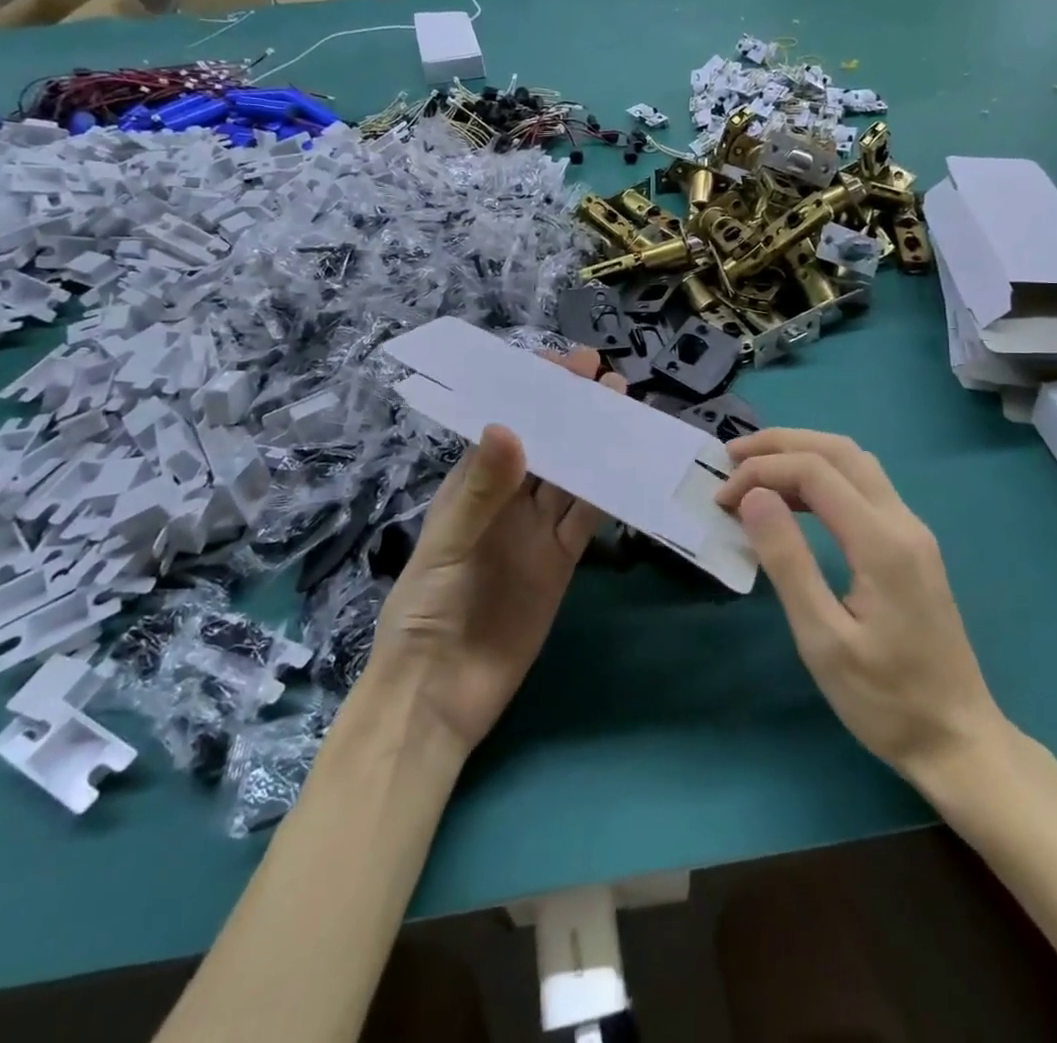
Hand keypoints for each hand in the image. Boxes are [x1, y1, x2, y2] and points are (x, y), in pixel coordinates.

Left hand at [368, 348, 621, 754]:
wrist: (440, 693)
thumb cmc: (427, 611)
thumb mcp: (448, 546)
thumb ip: (481, 492)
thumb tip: (509, 426)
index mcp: (470, 489)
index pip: (505, 429)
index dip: (531, 396)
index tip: (562, 364)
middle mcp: (506, 503)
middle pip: (546, 448)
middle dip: (572, 412)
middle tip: (606, 378)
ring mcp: (535, 532)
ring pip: (572, 478)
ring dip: (596, 445)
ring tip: (624, 407)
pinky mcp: (560, 563)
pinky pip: (586, 520)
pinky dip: (607, 494)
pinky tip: (629, 467)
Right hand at [714, 429, 1008, 790]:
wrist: (958, 740)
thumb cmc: (885, 700)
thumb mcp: (823, 640)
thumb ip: (788, 562)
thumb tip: (754, 497)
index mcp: (881, 542)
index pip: (814, 471)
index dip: (762, 472)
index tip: (723, 500)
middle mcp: (902, 521)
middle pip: (839, 450)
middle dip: (780, 444)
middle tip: (731, 456)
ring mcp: (912, 530)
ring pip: (855, 462)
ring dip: (803, 454)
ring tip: (755, 470)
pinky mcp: (912, 545)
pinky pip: (864, 485)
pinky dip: (823, 475)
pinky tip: (795, 500)